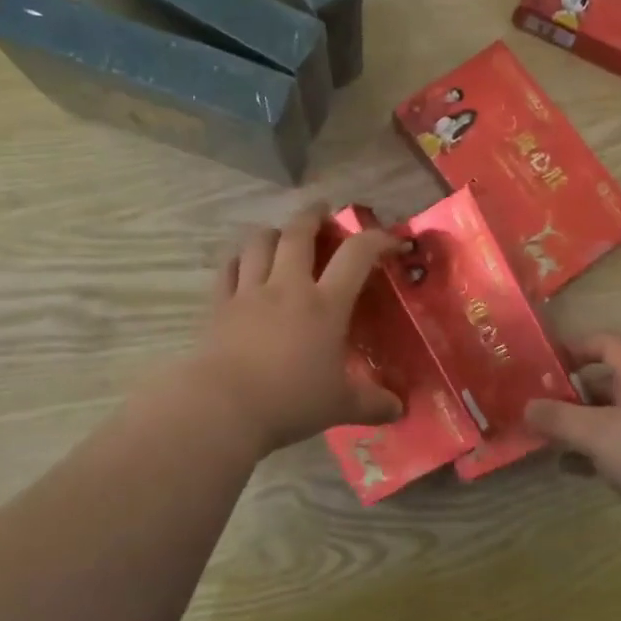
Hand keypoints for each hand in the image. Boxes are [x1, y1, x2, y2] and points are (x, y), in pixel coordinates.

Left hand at [190, 207, 402, 453]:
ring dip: (274, 231)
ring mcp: (249, 292)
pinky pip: (228, 268)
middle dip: (313, 215)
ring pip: (260, 242)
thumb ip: (373, 405)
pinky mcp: (220, 305)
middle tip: (323, 210)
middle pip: (299, 233)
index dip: (377, 239)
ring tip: (282, 235)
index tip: (391, 239)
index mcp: (325, 305)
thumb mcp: (340, 406)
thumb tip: (400, 410)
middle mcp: (288, 287)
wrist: (223, 407)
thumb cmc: (290, 401)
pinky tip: (243, 262)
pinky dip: (239, 258)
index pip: (356, 255)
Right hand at [525, 333, 620, 543]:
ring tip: (545, 437)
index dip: (578, 345)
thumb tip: (527, 407)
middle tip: (538, 404)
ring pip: (609, 418)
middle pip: (605, 382)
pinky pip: (617, 447)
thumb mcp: (595, 433)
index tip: (548, 362)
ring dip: (579, 425)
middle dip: (570, 392)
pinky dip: (592, 453)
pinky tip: (568, 468)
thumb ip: (557, 418)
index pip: (608, 343)